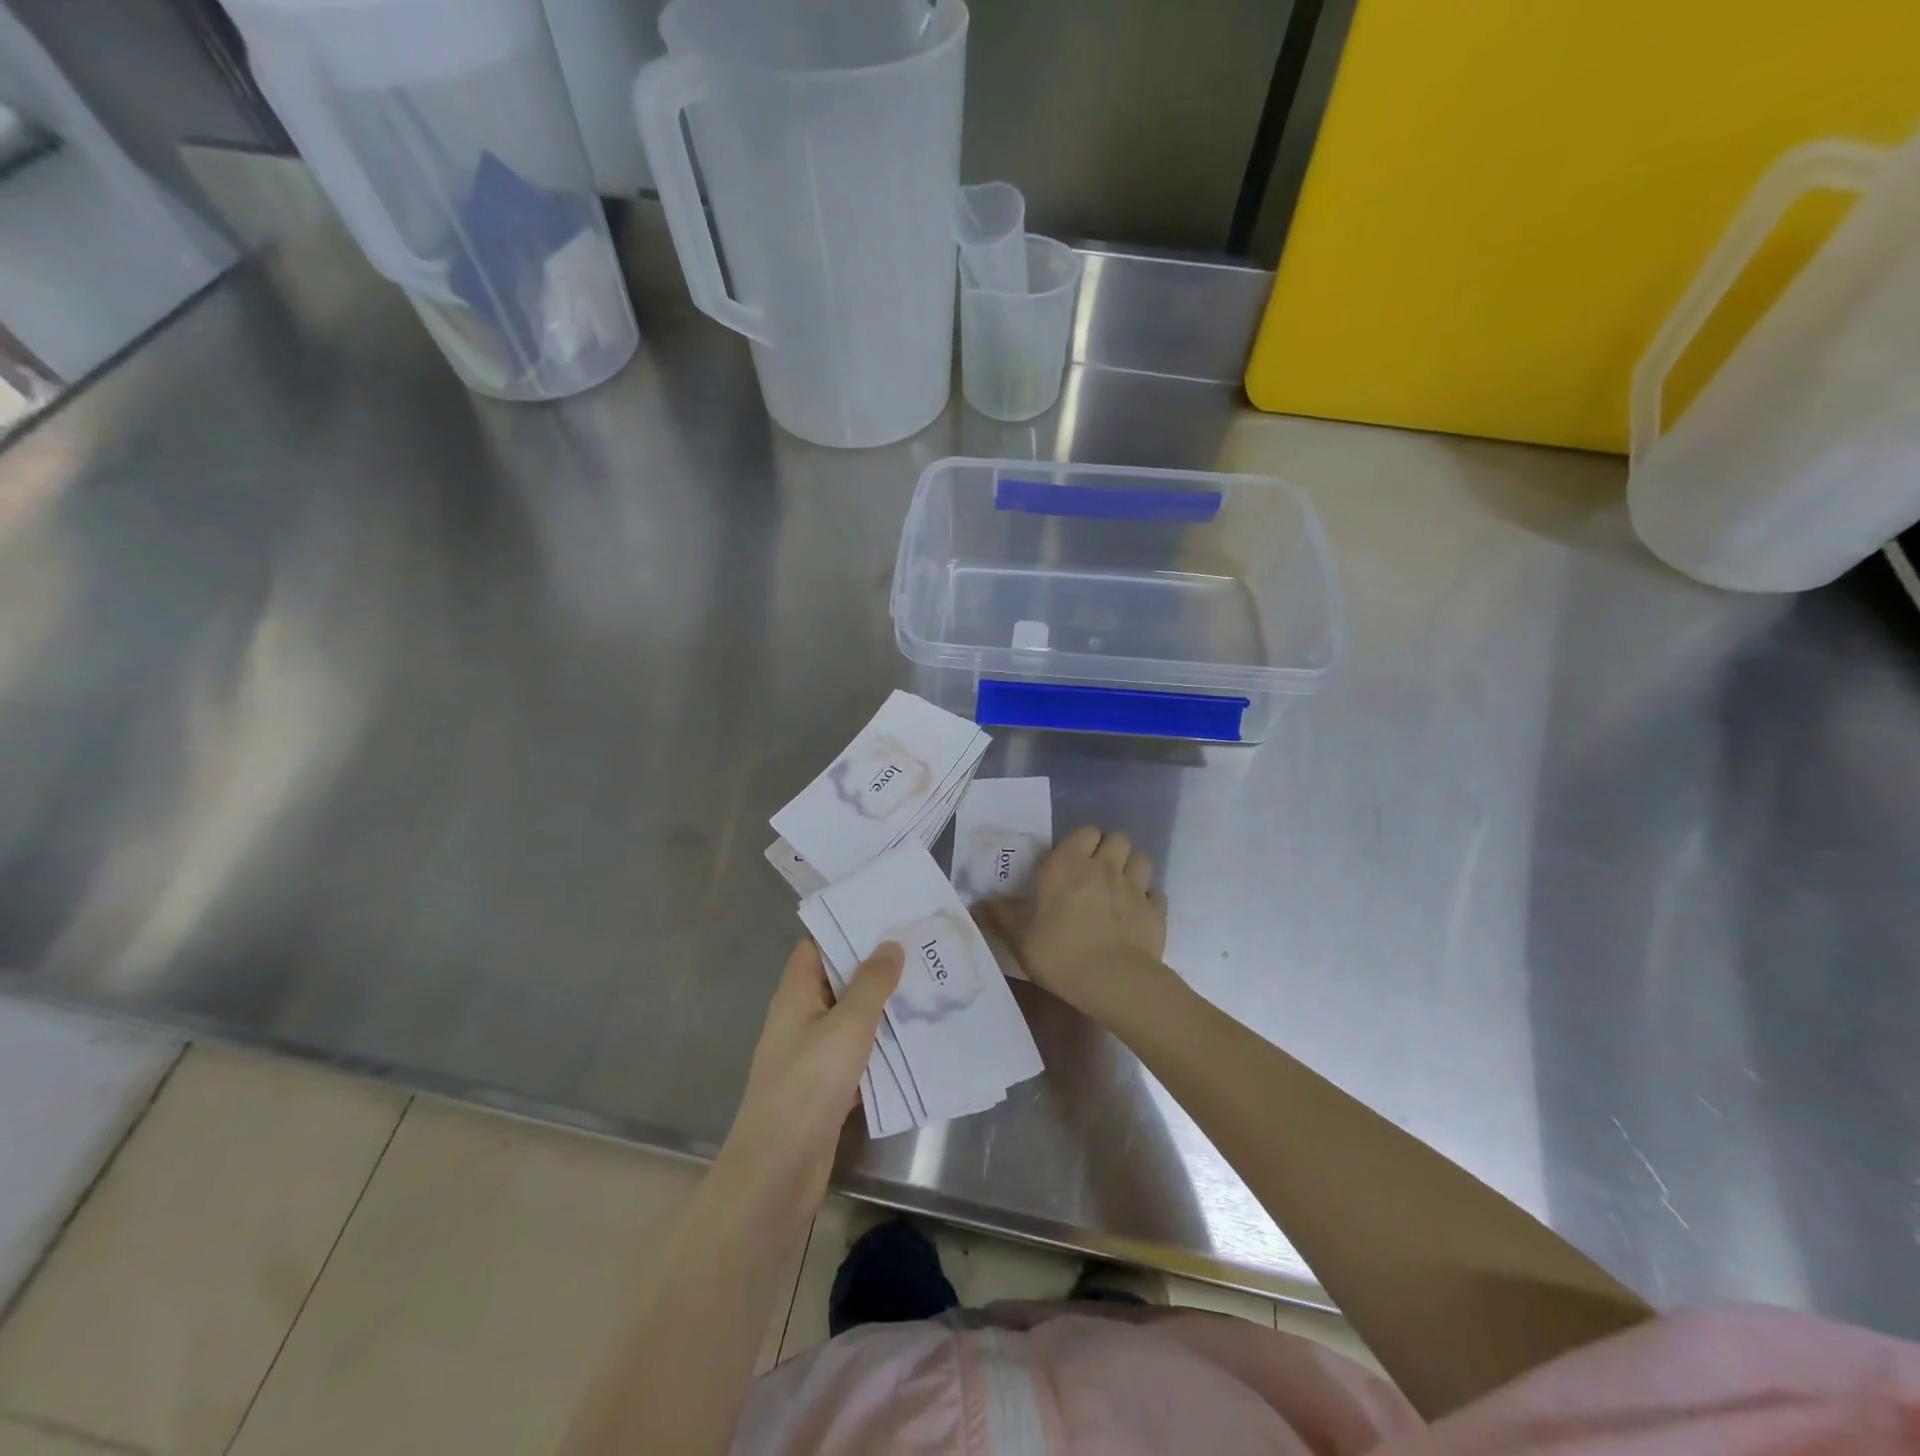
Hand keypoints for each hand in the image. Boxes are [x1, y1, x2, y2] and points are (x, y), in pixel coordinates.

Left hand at [717, 938, 901, 1221]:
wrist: (778, 1170)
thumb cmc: (808, 1085)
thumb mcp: (847, 1026)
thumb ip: (871, 983)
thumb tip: (890, 944)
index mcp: (795, 993)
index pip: (817, 945)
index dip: (847, 928)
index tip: (886, 917)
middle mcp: (800, 1017)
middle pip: (837, 979)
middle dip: (875, 965)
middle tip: (919, 948)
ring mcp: (811, 1053)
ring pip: (850, 1017)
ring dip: (882, 1005)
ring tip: (927, 985)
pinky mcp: (825, 1085)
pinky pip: (856, 1052)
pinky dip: (880, 1043)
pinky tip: (915, 1038)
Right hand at [978, 827, 1169, 1020]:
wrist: (1115, 982)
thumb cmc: (1061, 955)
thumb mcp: (1020, 939)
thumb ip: (1001, 917)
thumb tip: (979, 902)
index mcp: (1068, 865)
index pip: (1084, 832)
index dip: (1081, 843)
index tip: (1071, 861)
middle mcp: (1104, 867)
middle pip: (1117, 838)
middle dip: (1110, 849)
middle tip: (1097, 872)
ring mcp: (1135, 887)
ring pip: (1142, 858)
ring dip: (1132, 867)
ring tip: (1121, 887)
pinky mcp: (1156, 911)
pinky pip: (1156, 894)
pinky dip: (1149, 900)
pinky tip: (1139, 914)